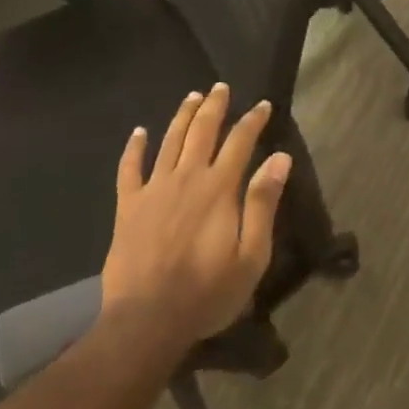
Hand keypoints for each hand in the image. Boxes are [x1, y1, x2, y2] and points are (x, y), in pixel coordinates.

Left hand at [101, 85, 290, 345]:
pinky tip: (138, 133)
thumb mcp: (251, 255)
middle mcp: (187, 178)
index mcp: (219, 188)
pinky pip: (129, 169)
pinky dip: (134, 148)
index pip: (240, 142)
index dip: (253, 120)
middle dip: (214, 106)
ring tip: (191, 96)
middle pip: (202, 131)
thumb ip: (264, 203)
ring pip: (169, 141)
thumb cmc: (207, 292)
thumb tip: (281, 159)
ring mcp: (154, 189)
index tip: (263, 105)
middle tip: (221, 87)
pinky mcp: (128, 206)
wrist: (146, 320)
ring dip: (182, 116)